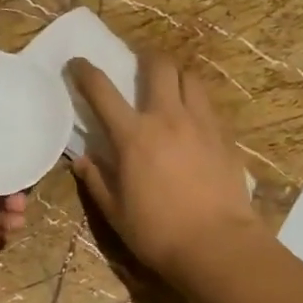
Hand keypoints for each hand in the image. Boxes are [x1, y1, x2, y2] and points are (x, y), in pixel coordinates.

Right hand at [67, 54, 263, 285]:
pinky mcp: (225, 136)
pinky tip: (193, 120)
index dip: (85, 72)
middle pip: (159, 66)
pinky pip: (209, 105)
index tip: (77, 63)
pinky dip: (196, 102)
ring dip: (176, 76)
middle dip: (145, 58)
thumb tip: (83, 161)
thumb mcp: (116, 212)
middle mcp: (168, 118)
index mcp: (133, 136)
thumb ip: (97, 182)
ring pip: (190, 78)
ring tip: (170, 87)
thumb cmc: (157, 232)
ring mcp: (201, 124)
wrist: (216, 244)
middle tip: (139, 65)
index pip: (102, 91)